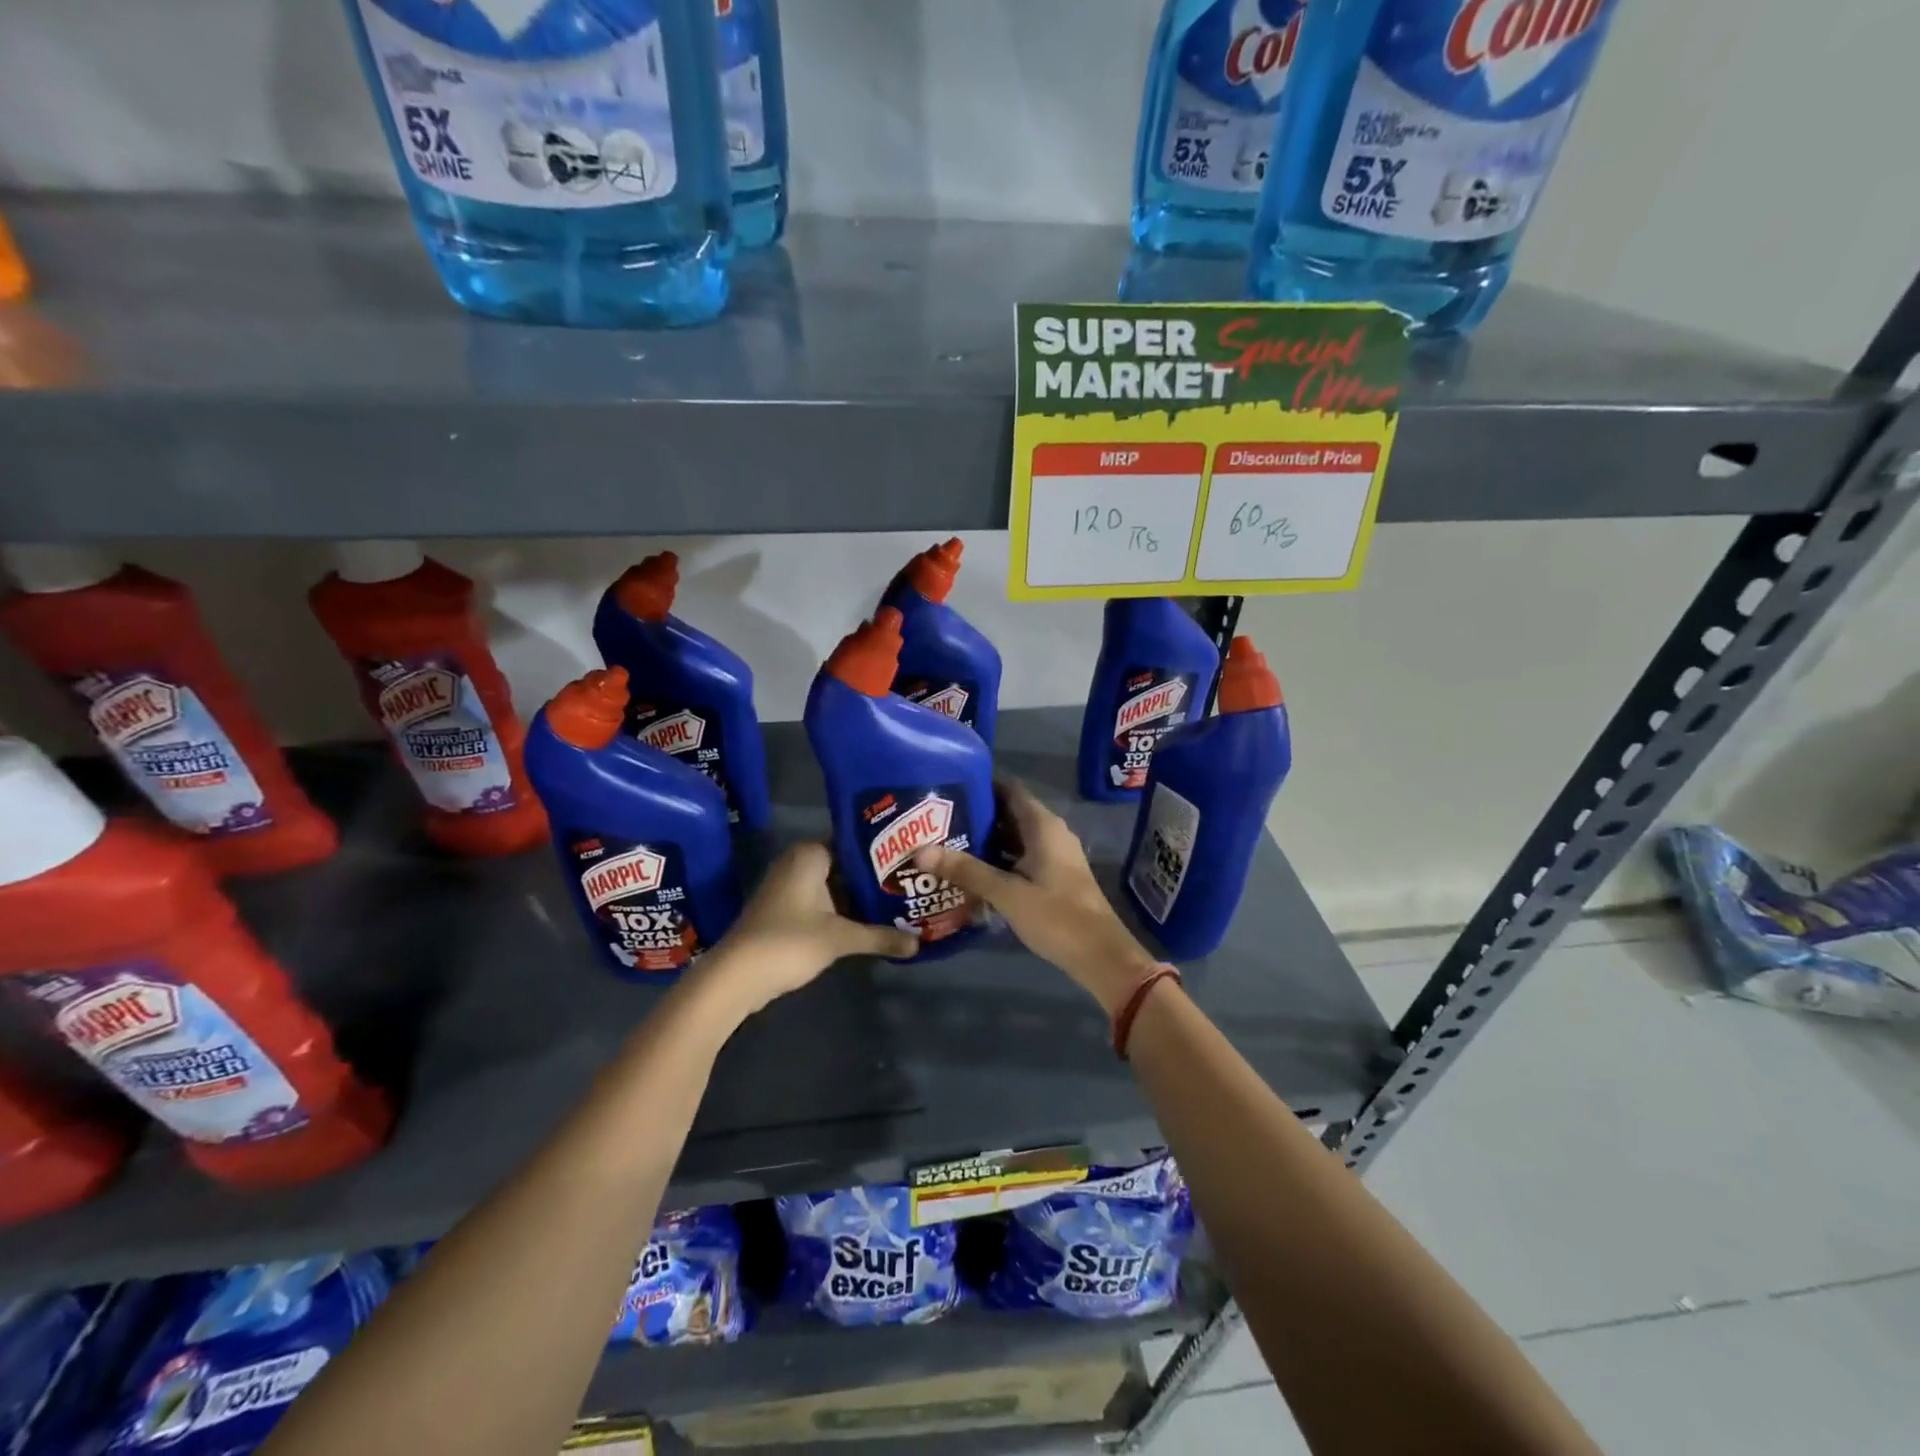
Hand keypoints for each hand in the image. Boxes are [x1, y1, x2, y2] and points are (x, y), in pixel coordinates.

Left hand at [695, 842, 918, 1016]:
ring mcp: (789, 887)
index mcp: (810, 854)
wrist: (736, 977)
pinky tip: (869, 923)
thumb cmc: (789, 942)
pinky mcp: (784, 910)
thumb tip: (919, 943)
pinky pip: (822, 902)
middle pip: (846, 865)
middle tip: (911, 884)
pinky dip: (843, 911)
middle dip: (875, 878)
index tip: (911, 861)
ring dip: (860, 897)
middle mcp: (798, 862)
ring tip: (899, 903)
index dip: (883, 852)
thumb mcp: (841, 938)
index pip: (855, 842)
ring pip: (835, 886)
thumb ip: (881, 937)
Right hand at [914, 779, 1158, 1015]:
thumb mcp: (1006, 893)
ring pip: (1015, 838)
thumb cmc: (1056, 916)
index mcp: (1043, 826)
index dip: (980, 786)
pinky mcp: (1054, 877)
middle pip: (1009, 813)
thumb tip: (919, 850)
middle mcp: (1051, 833)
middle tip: (937, 820)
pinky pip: (1021, 857)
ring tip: (946, 843)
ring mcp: (1054, 856)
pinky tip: (972, 872)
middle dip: (976, 816)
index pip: (1009, 789)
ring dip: (986, 841)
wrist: (1100, 956)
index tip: (947, 790)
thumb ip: (965, 870)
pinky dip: (999, 860)